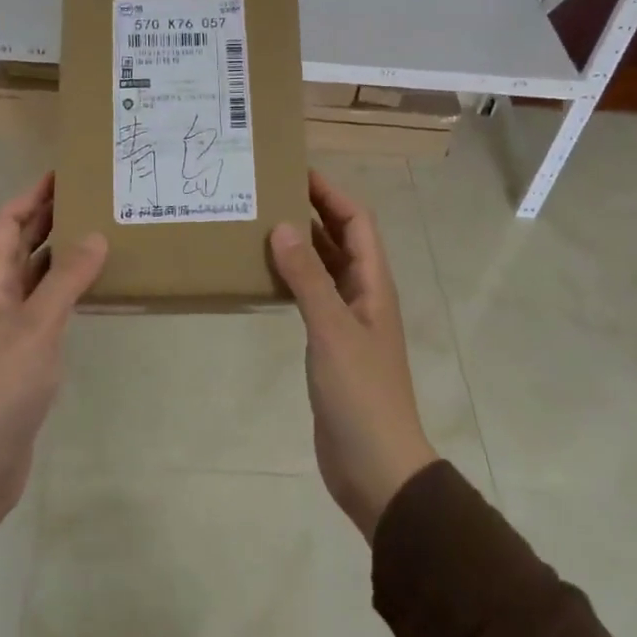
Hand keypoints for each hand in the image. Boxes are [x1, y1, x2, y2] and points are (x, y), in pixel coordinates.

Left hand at [0, 173, 106, 544]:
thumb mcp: (37, 326)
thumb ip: (66, 280)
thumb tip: (95, 236)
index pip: (7, 223)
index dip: (32, 196)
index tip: (65, 175)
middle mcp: (0, 299)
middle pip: (22, 245)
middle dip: (51, 218)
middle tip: (94, 200)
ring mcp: (12, 329)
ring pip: (38, 277)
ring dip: (63, 254)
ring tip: (104, 236)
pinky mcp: (26, 357)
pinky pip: (50, 309)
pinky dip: (71, 292)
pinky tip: (97, 292)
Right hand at [270, 171, 437, 539]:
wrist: (377, 466)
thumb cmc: (361, 394)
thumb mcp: (332, 330)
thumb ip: (308, 278)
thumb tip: (283, 225)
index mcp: (373, 285)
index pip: (357, 222)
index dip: (332, 193)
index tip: (296, 170)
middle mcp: (363, 295)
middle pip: (341, 239)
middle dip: (313, 211)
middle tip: (269, 192)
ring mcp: (348, 321)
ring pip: (325, 267)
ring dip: (300, 244)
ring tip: (260, 224)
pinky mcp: (331, 345)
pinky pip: (311, 297)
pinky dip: (292, 279)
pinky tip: (264, 277)